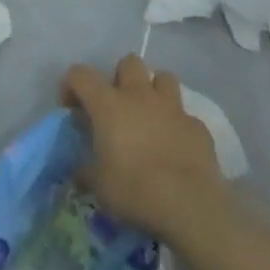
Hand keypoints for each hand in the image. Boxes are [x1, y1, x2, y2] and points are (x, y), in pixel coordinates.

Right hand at [62, 55, 227, 240]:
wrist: (189, 207)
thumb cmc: (135, 191)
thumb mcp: (99, 186)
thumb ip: (86, 171)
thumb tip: (81, 170)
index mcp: (108, 104)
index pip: (80, 74)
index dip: (71, 85)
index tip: (72, 108)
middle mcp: (140, 96)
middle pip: (129, 62)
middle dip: (121, 78)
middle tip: (117, 106)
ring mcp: (173, 108)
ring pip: (163, 78)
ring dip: (154, 91)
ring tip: (149, 116)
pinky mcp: (198, 127)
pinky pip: (185, 116)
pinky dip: (178, 125)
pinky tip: (176, 147)